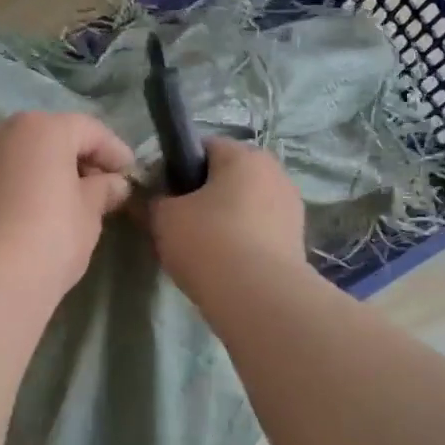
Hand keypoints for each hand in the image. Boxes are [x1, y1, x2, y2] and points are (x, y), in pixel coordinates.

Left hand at [0, 111, 134, 304]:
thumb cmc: (48, 239)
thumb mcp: (88, 214)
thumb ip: (103, 190)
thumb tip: (113, 184)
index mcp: (41, 128)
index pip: (88, 130)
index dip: (114, 151)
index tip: (130, 174)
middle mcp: (1, 129)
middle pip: (48, 136)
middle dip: (75, 158)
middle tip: (98, 188)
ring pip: (17, 154)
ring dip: (41, 170)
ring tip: (61, 201)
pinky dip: (14, 184)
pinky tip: (27, 211)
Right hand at [148, 139, 306, 298]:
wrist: (259, 297)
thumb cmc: (208, 241)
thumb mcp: (163, 218)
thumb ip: (152, 202)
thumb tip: (148, 199)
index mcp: (244, 155)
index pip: (203, 148)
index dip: (176, 168)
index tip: (160, 196)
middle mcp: (274, 172)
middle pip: (227, 177)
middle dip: (202, 197)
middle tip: (177, 226)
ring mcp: (291, 207)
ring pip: (244, 206)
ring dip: (223, 221)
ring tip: (200, 251)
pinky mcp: (297, 241)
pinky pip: (259, 232)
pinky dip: (241, 243)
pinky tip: (224, 266)